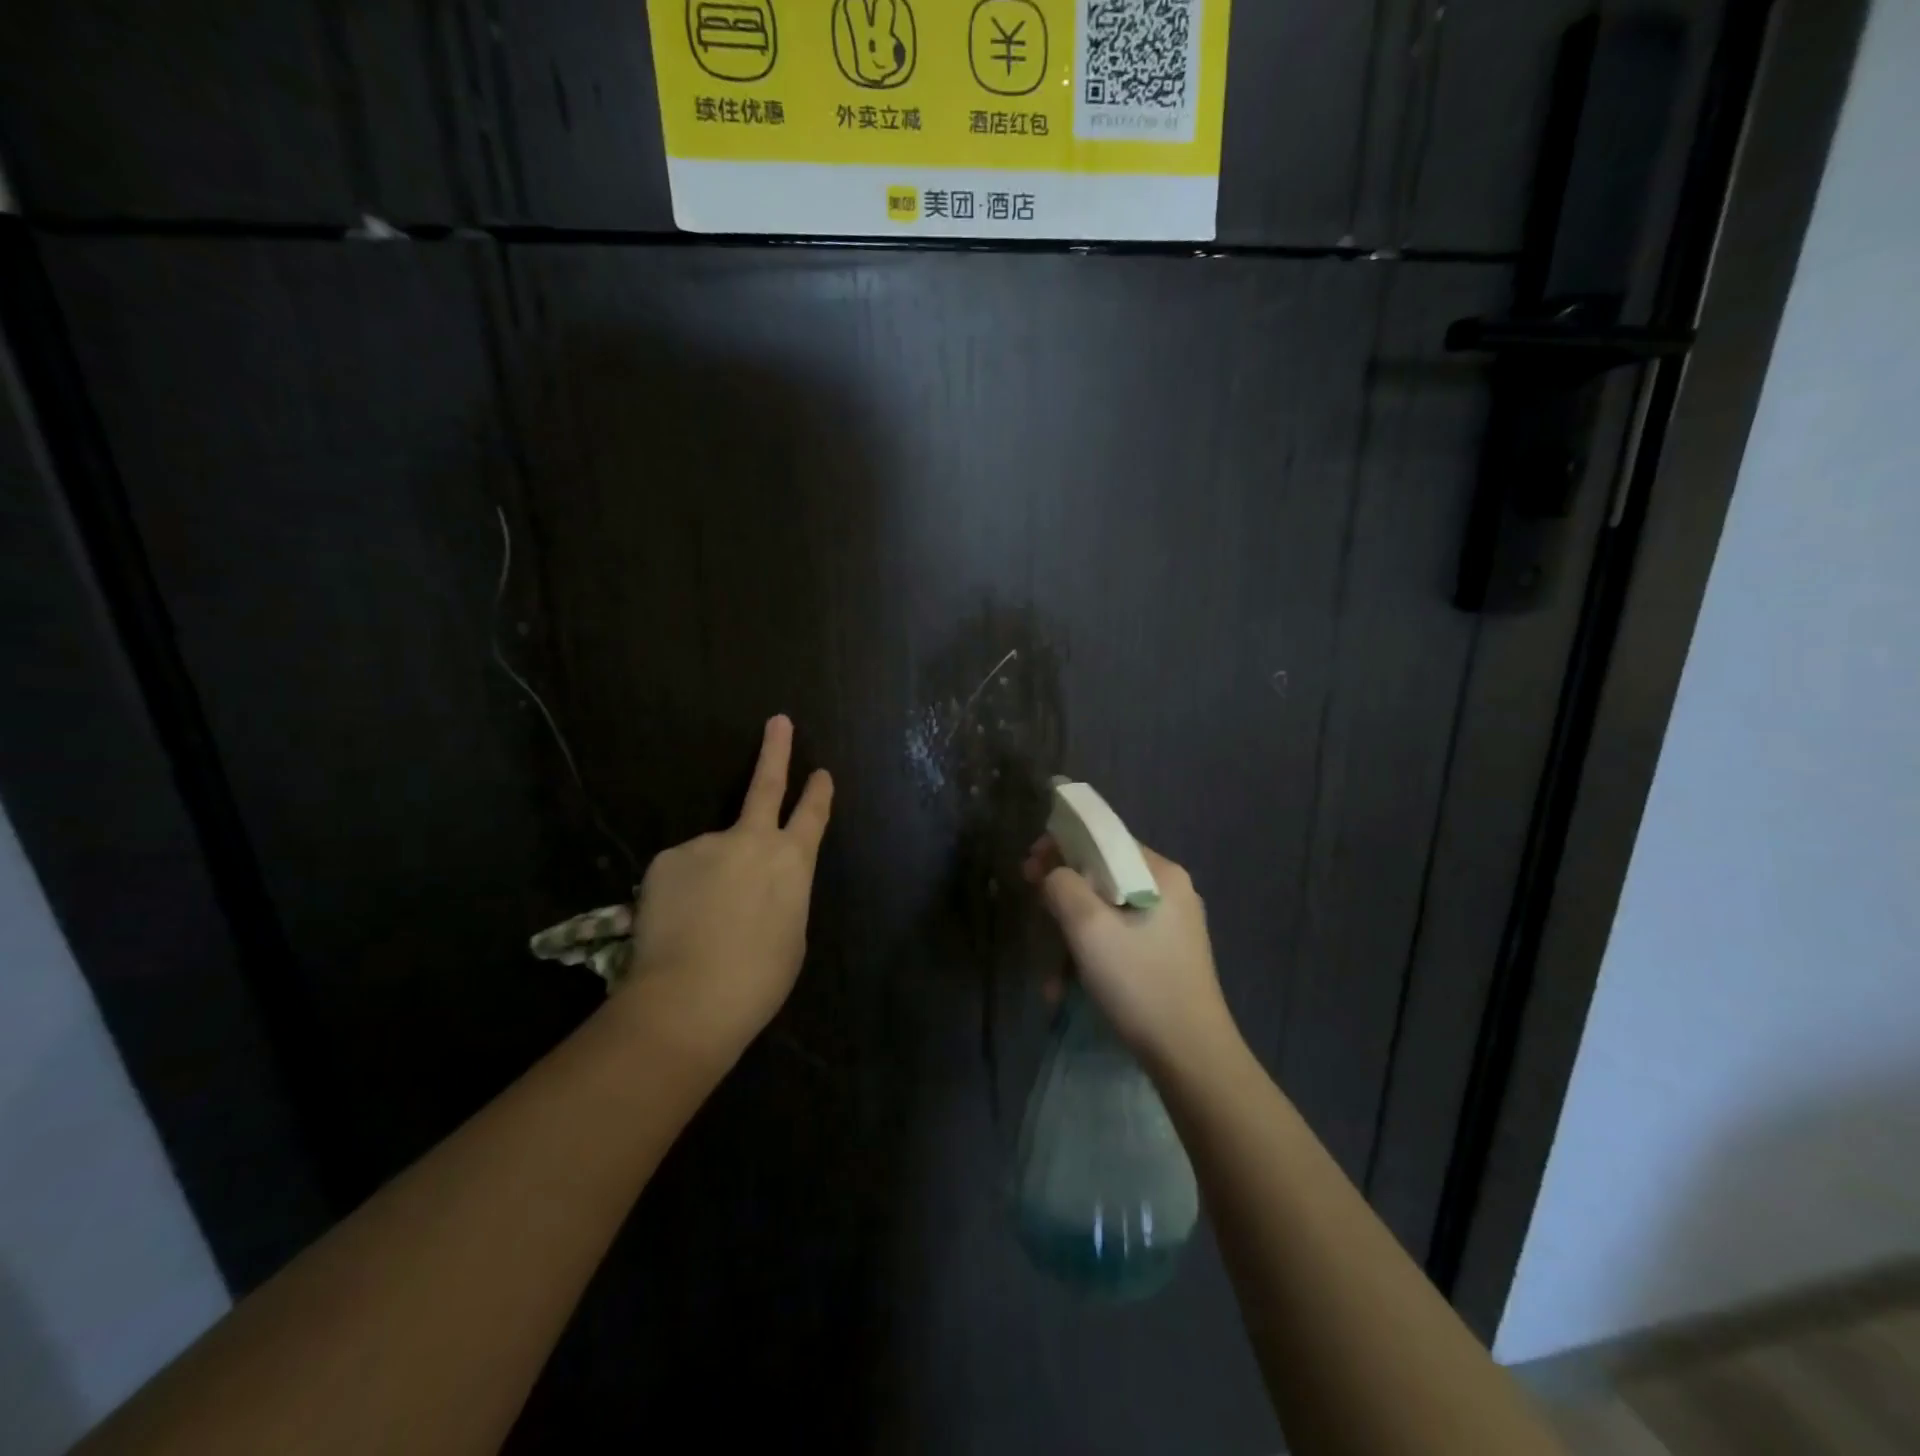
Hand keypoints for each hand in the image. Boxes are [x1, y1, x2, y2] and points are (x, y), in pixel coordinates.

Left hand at [619, 715, 831, 1062]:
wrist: (689, 998)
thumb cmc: (758, 978)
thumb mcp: (790, 934)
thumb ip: (781, 895)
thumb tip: (760, 886)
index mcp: (794, 862)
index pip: (812, 816)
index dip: (818, 792)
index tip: (821, 771)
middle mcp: (753, 841)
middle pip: (765, 785)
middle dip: (775, 750)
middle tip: (777, 721)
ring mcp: (706, 844)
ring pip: (713, 853)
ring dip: (711, 878)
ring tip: (701, 926)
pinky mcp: (667, 858)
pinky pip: (681, 872)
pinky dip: (681, 892)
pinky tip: (676, 923)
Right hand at [1023, 835, 1238, 1070]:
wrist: (1191, 1057)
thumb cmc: (1139, 982)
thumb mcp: (1089, 928)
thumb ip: (1062, 885)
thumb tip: (1051, 873)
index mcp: (1162, 873)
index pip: (1103, 838)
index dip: (1061, 846)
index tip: (1029, 867)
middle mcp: (1171, 890)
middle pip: (1102, 875)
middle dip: (1062, 897)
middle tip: (1034, 915)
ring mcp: (1171, 923)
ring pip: (1107, 910)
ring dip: (1072, 936)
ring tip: (1050, 977)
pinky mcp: (1167, 953)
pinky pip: (1119, 936)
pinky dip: (1092, 954)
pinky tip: (1069, 987)